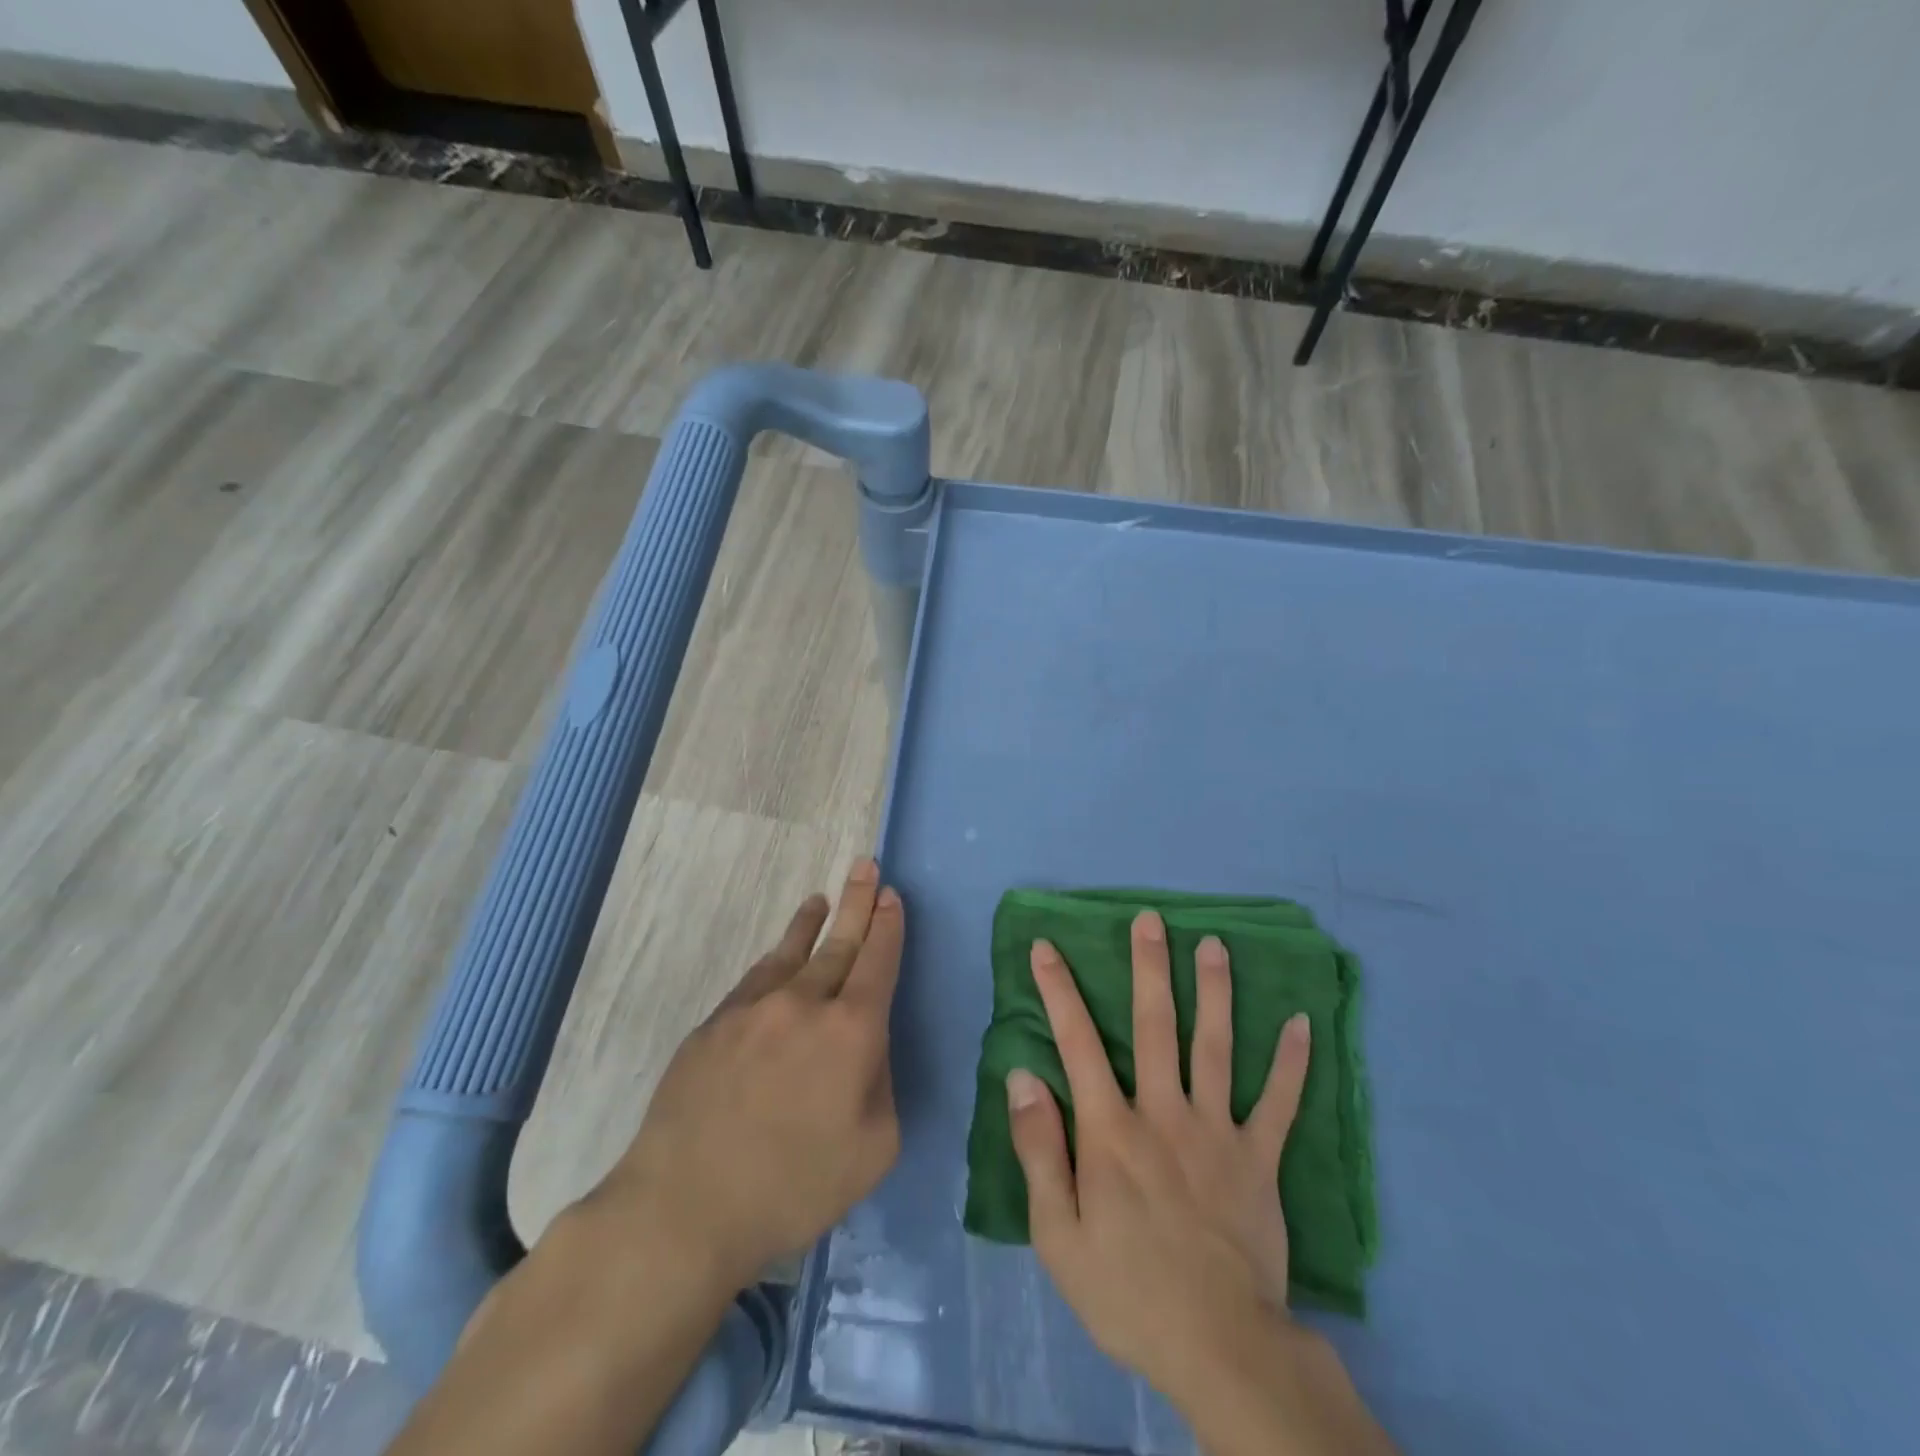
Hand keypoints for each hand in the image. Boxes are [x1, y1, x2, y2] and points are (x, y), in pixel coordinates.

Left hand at [588, 860, 904, 1287]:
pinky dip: (774, 960)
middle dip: (858, 902)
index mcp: (851, 1032)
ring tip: (821, 898)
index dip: (888, 927)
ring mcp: (753, 1010)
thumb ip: (881, 1086)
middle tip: (866, 865)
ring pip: (791, 952)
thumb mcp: (874, 1150)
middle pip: (839, 943)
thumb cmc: (793, 1188)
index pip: (878, 963)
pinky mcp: (714, 1025)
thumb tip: (866, 1050)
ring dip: (811, 922)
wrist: (684, 1206)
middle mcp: (804, 1005)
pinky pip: (754, 980)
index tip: (891, 896)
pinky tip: (777, 959)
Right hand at [1006, 911, 1309, 1403]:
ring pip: (1215, 1047)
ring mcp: (1217, 1132)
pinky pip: (1279, 1103)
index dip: (1059, 991)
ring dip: (1215, 992)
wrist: (1220, 1348)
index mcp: (1111, 1130)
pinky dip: (1292, 1063)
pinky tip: (1302, 1022)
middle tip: (1151, 919)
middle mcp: (1163, 1113)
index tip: (1048, 946)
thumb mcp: (1058, 1234)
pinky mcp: (1260, 1159)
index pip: (1077, 1043)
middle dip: (1149, 967)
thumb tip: (1023, 1077)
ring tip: (1215, 944)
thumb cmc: (1127, 1291)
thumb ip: (1039, 1150)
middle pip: (1155, 1026)